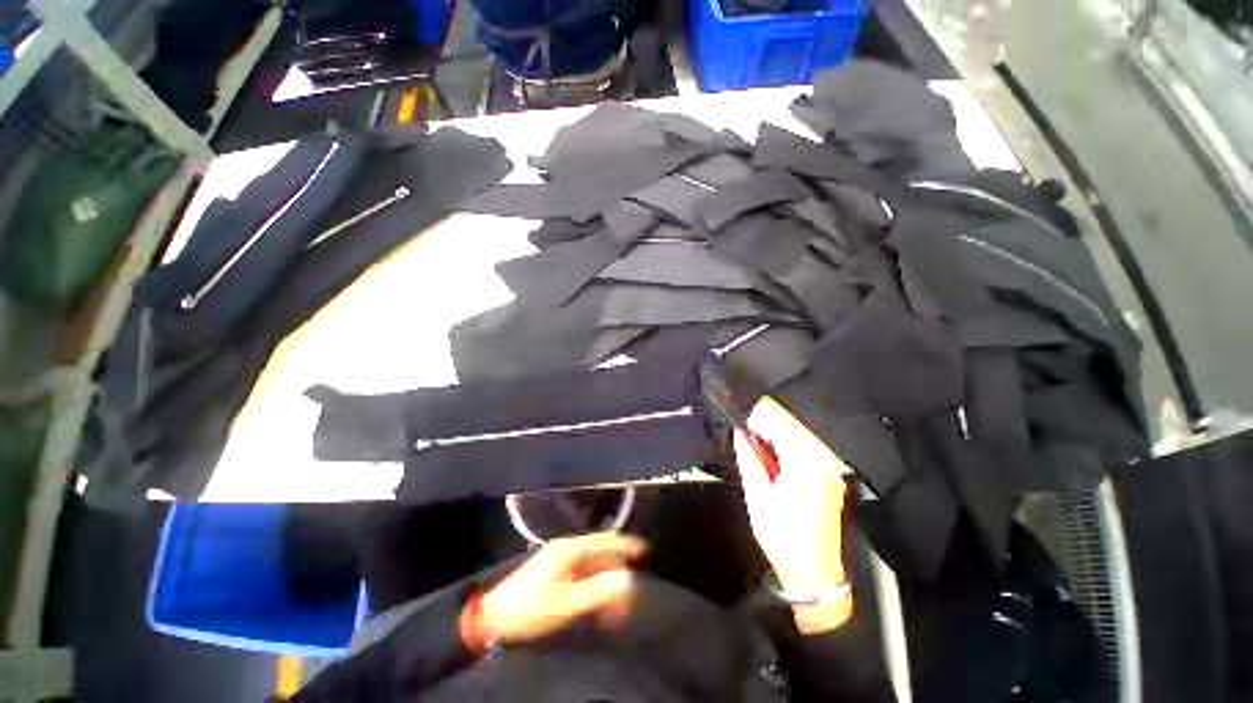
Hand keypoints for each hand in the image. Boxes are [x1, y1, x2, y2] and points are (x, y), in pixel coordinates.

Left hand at [466, 532, 647, 649]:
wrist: (491, 617)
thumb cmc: (529, 608)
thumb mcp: (564, 603)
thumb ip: (597, 590)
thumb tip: (628, 579)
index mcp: (571, 548)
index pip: (606, 540)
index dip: (627, 545)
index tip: (646, 552)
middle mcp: (568, 548)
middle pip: (602, 551)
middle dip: (620, 565)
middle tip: (634, 585)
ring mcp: (561, 560)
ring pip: (594, 563)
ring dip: (608, 577)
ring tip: (619, 600)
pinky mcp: (555, 573)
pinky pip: (583, 574)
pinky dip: (596, 584)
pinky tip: (599, 602)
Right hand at [735, 397, 852, 632]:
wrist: (816, 575)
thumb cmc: (783, 539)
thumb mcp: (758, 498)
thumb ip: (749, 460)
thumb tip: (740, 433)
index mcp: (804, 464)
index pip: (781, 422)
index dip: (759, 416)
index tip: (742, 421)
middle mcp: (823, 460)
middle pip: (792, 424)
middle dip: (767, 424)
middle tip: (747, 436)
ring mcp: (830, 467)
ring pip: (799, 433)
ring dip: (776, 434)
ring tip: (758, 448)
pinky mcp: (831, 474)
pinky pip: (807, 447)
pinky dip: (787, 445)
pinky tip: (775, 459)